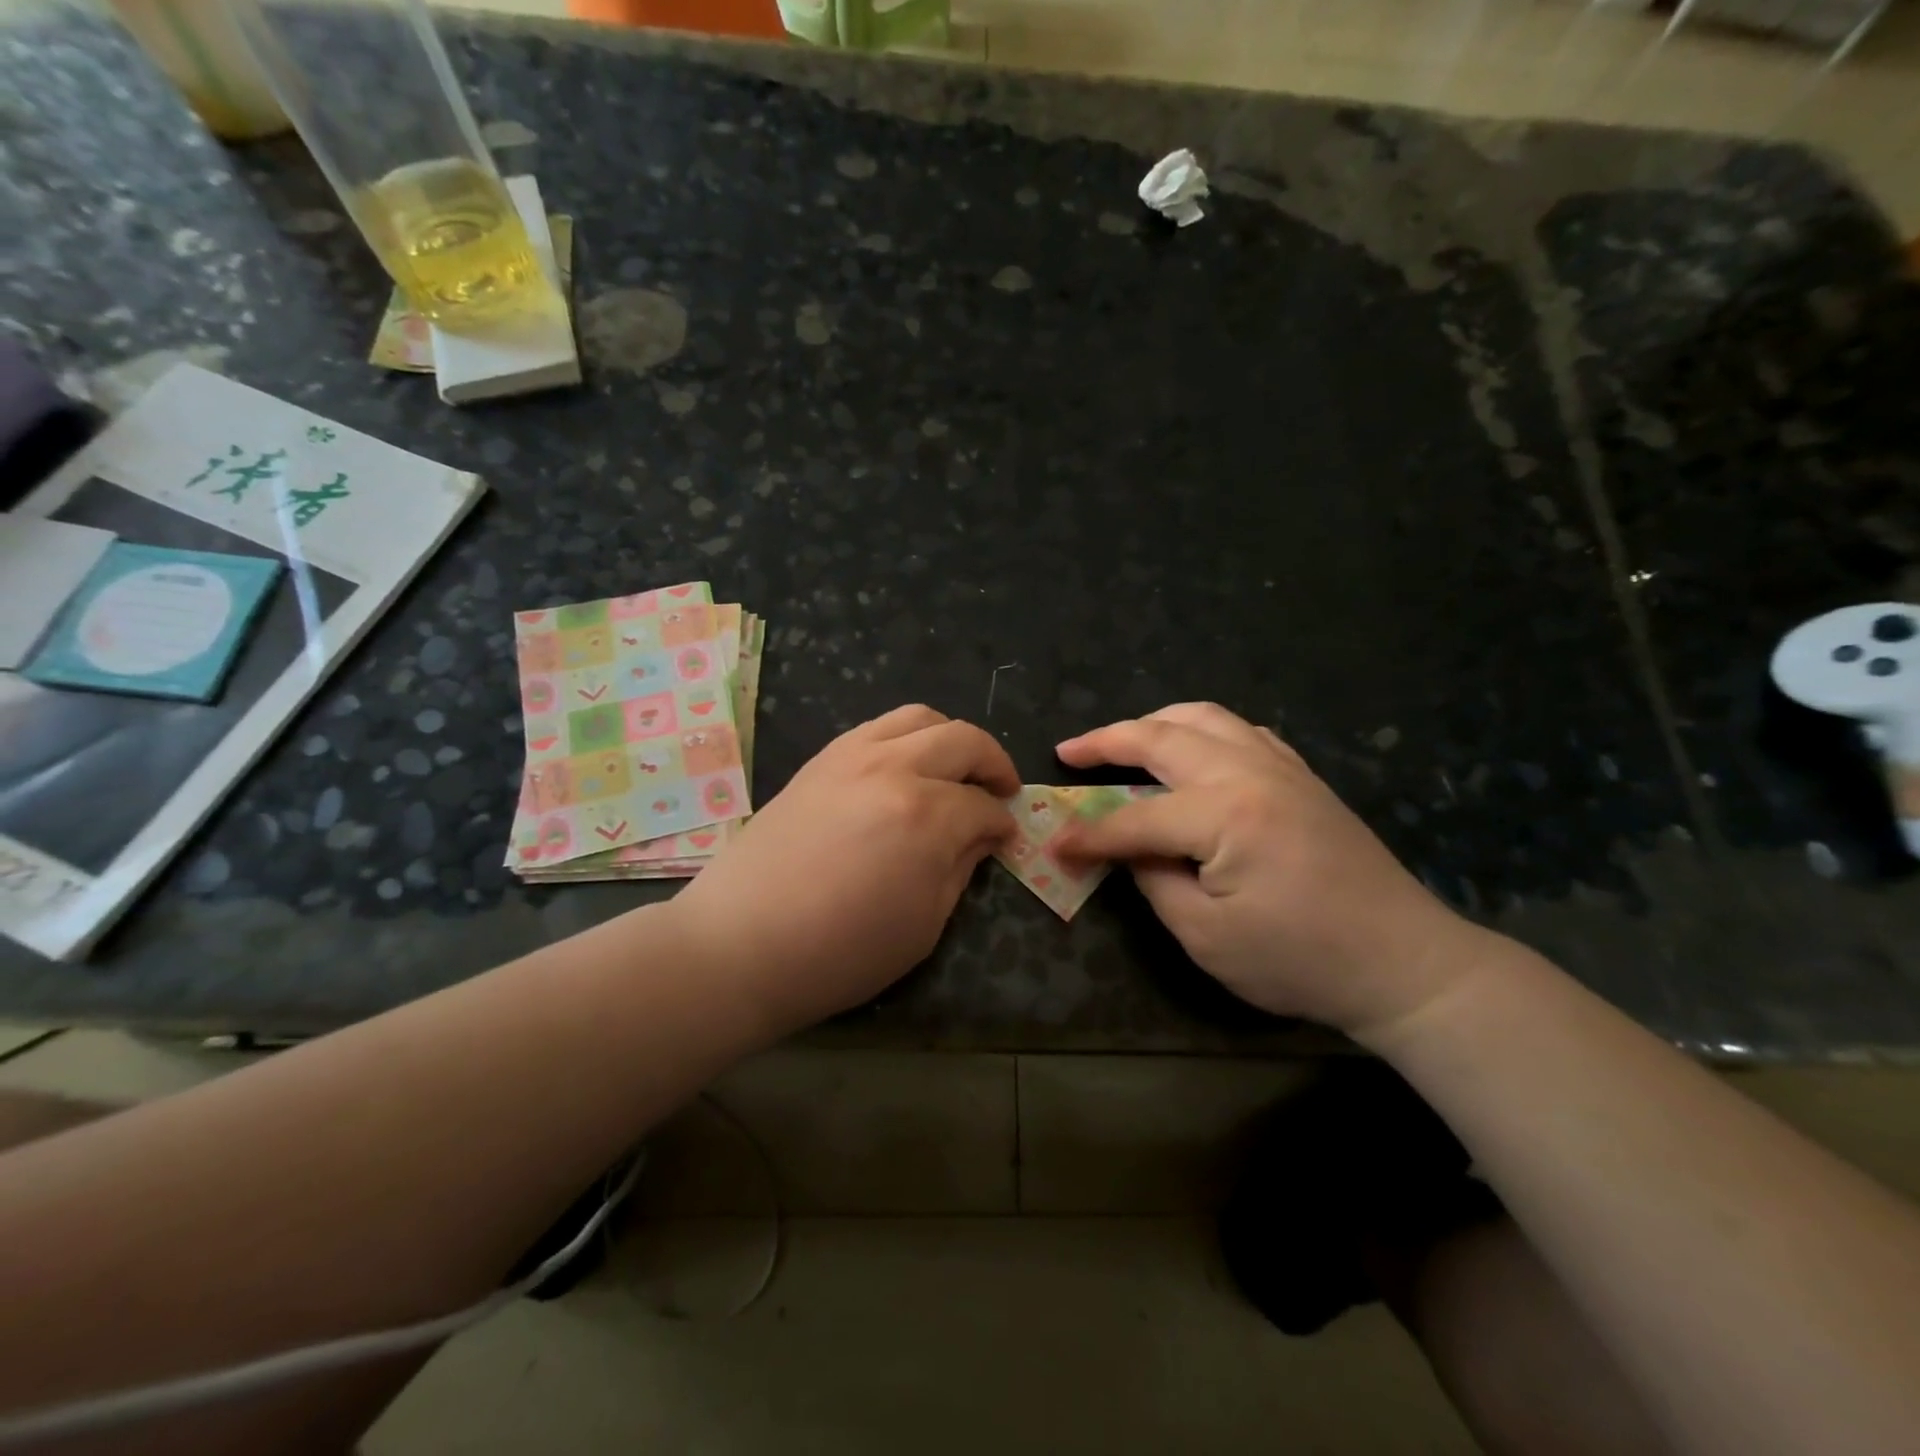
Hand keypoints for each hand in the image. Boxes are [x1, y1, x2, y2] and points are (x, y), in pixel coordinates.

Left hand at [671, 705, 1017, 1038]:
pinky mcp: (820, 759)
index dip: (1002, 823)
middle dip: (993, 762)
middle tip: (999, 791)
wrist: (740, 944)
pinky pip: (877, 727)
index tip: (1006, 838)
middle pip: (962, 740)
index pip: (983, 806)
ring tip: (956, 768)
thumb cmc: (840, 952)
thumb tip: (980, 837)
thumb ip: (959, 869)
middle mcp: (894, 768)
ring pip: (919, 717)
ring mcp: (851, 755)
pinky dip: (906, 737)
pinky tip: (905, 768)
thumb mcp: (923, 924)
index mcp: (926, 815)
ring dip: (950, 738)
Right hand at [1051, 703, 1490, 1039]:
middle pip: (1163, 737)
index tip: (1054, 845)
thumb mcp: (1207, 937)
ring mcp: (1281, 767)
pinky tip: (1192, 749)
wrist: (1404, 963)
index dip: (1090, 834)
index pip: (1135, 817)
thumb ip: (1155, 881)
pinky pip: (1243, 731)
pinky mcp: (1302, 777)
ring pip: (1205, 717)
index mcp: (1224, 813)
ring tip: (1122, 740)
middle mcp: (1250, 772)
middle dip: (1107, 740)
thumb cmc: (1300, 960)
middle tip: (1069, 749)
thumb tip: (1129, 848)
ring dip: (1155, 722)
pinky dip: (1203, 729)